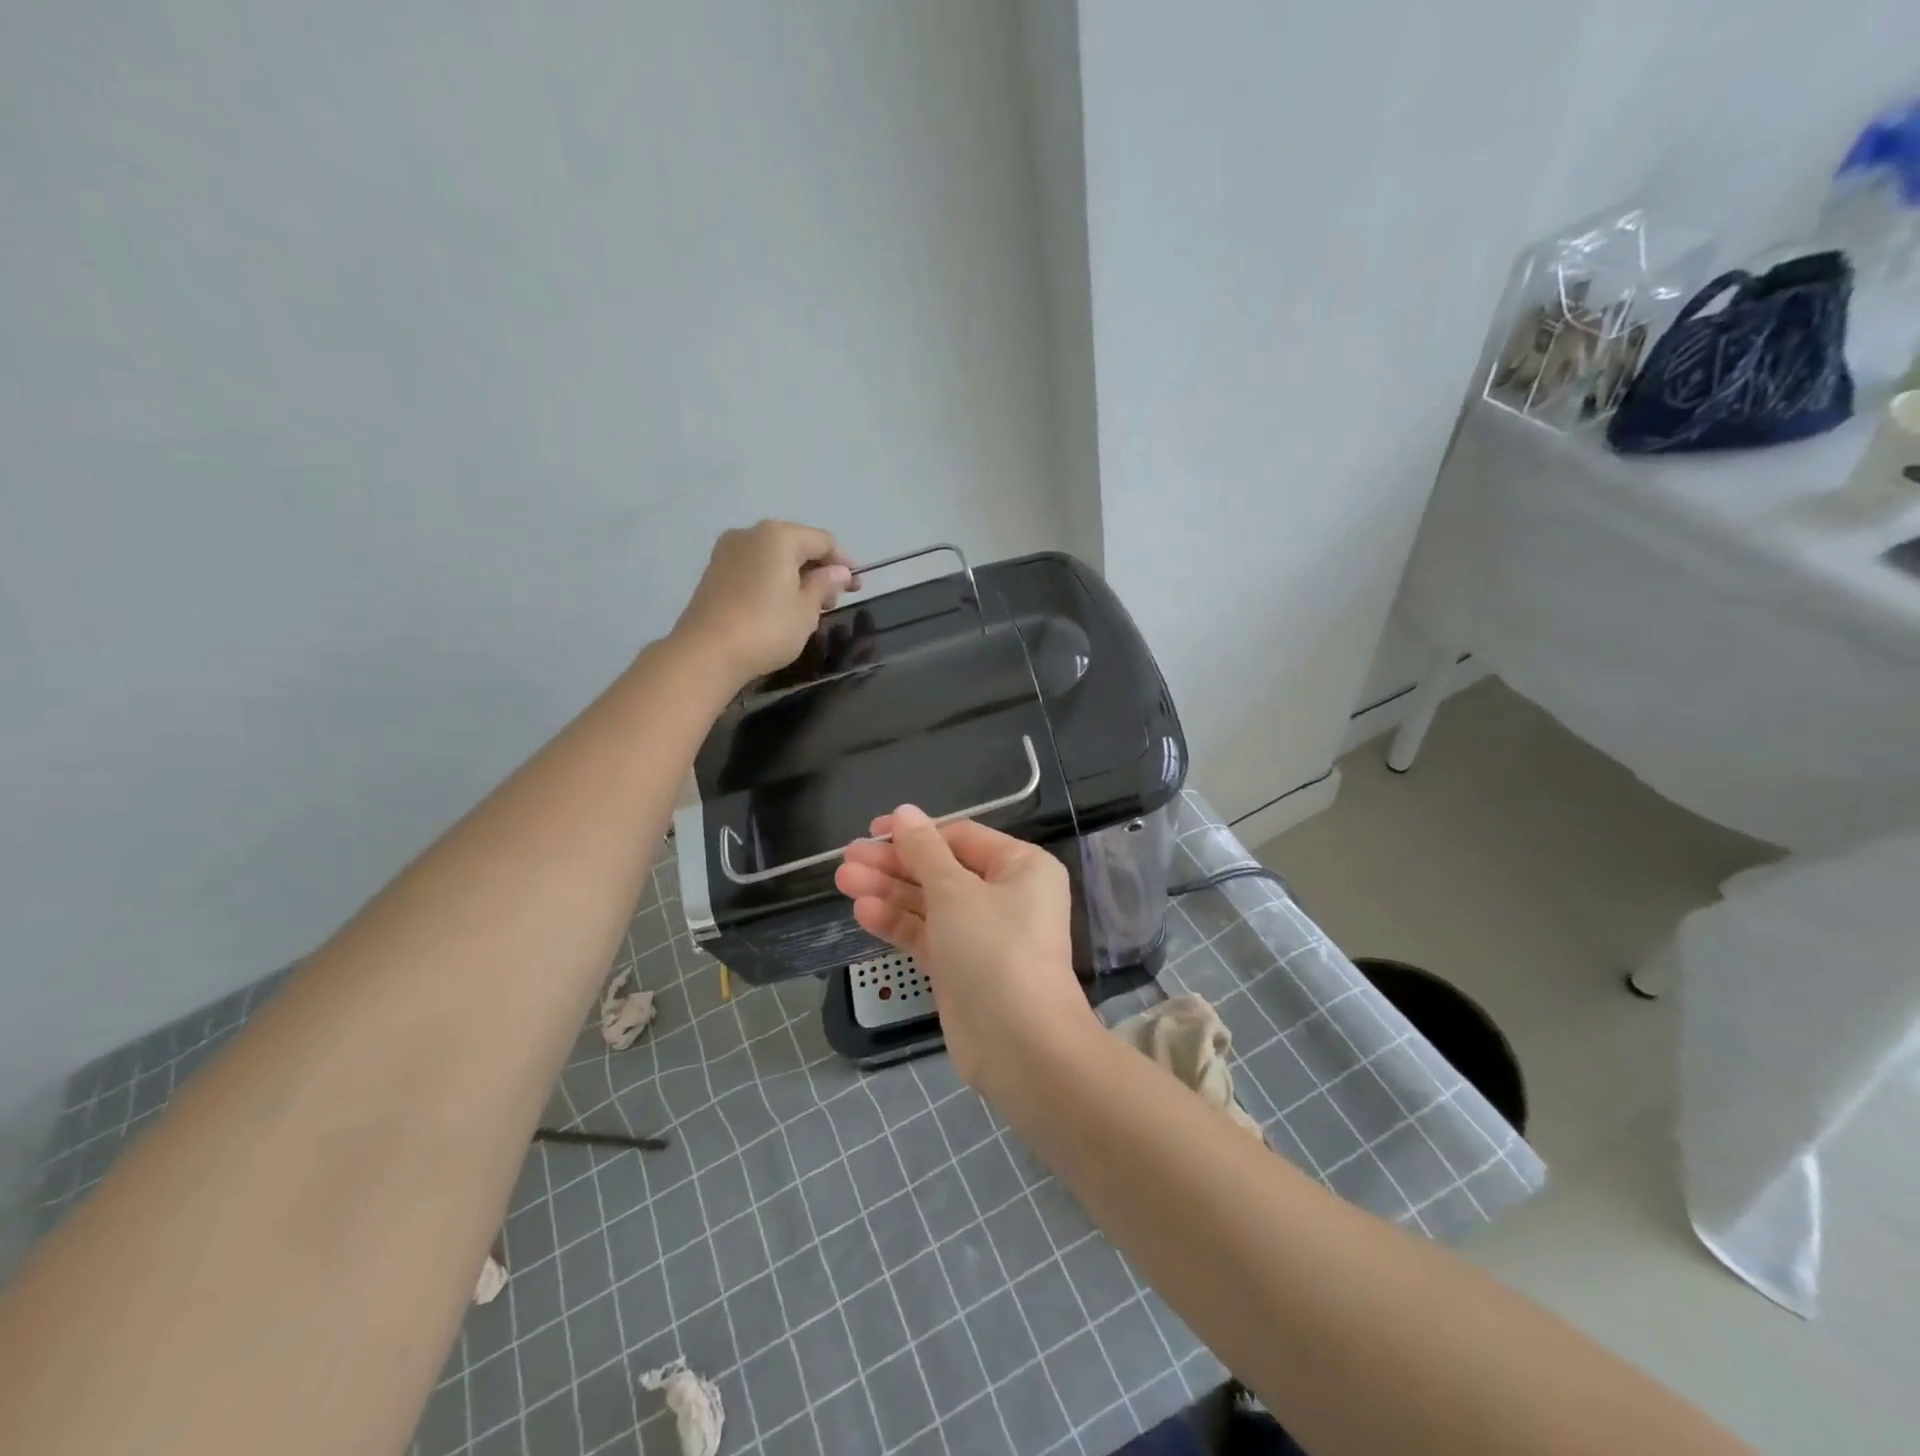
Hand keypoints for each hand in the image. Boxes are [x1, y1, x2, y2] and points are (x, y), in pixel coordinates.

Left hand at [671, 521, 856, 685]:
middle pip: (796, 545)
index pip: (823, 541)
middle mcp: (751, 534)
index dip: (844, 563)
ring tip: (808, 607)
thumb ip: (824, 585)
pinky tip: (779, 606)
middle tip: (833, 600)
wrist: (706, 652)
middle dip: (818, 569)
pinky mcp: (714, 572)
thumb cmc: (766, 628)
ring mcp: (728, 551)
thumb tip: (839, 572)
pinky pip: (754, 568)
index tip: (856, 588)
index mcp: (779, 536)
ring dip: (796, 576)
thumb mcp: (806, 609)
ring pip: (774, 557)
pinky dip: (773, 581)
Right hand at [835, 807, 1098, 1092]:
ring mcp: (983, 935)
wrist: (1019, 1045)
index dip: (916, 833)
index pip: (961, 838)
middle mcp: (1006, 896)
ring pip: (930, 903)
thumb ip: (923, 851)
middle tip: (848, 859)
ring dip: (888, 892)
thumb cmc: (994, 949)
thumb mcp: (955, 891)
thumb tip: (904, 811)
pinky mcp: (962, 968)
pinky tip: (863, 912)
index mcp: (1021, 867)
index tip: (872, 831)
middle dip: (895, 864)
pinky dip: (898, 923)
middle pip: (941, 870)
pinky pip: (928, 935)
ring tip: (843, 881)